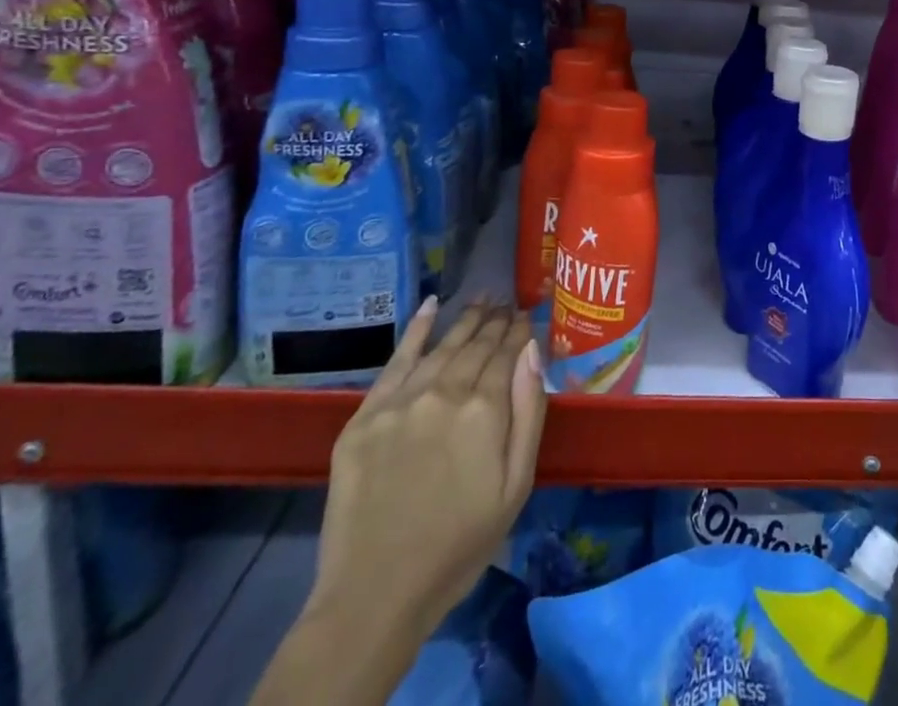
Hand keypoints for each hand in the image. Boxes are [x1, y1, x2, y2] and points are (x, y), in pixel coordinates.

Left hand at [308, 298, 546, 640]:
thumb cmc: (460, 544)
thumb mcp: (516, 485)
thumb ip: (528, 411)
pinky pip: (395, 361)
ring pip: (441, 347)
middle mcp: (443, 392)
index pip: (507, 353)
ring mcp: (400, 402)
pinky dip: (416, 330)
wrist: (374, 596)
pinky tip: (431, 306)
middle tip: (507, 302)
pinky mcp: (364, 417)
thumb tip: (533, 350)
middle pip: (475, 345)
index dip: (519, 332)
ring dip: (465, 321)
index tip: (527, 315)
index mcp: (484, 410)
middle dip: (495, 321)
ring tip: (482, 301)